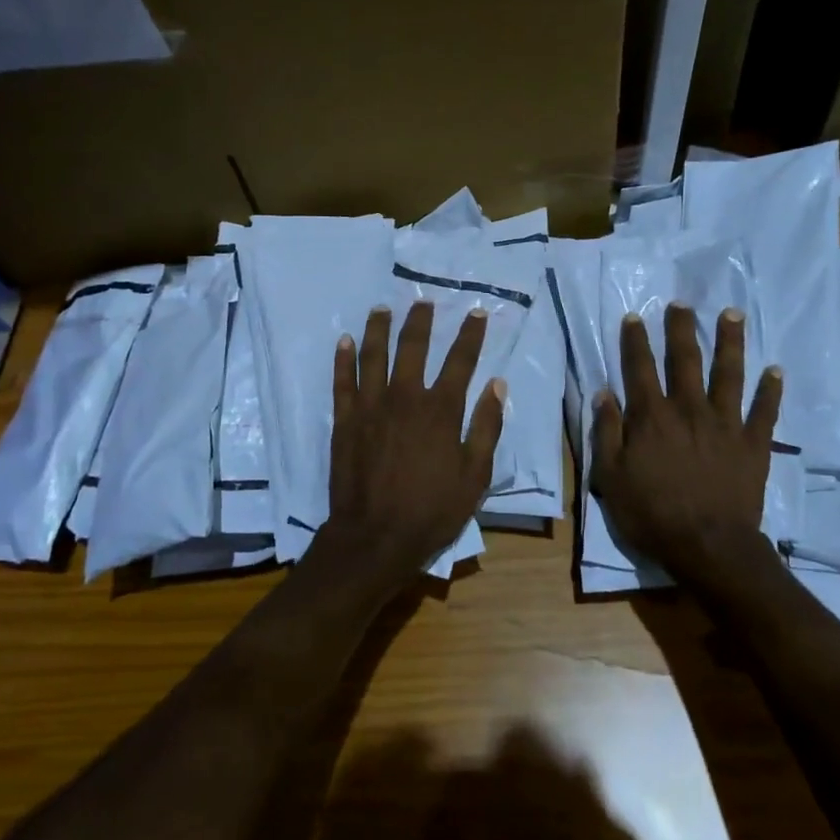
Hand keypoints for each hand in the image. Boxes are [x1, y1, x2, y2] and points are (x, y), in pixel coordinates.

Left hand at [314, 300, 504, 592]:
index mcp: (441, 410)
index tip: (475, 313)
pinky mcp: (345, 420)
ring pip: (373, 355)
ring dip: (378, 328)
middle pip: (413, 347)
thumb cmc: (432, 510)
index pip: (460, 361)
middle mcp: (406, 397)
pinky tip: (344, 340)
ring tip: (382, 308)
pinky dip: (342, 359)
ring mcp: (371, 406)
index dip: (470, 335)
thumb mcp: (474, 476)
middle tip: (423, 301)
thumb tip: (497, 386)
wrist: (374, 538)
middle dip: (420, 321)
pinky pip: (342, 381)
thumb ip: (486, 428)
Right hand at [590, 303, 783, 581]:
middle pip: (685, 360)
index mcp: (652, 416)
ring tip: (732, 314)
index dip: (636, 341)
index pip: (640, 368)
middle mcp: (689, 409)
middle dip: (681, 329)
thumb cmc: (652, 513)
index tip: (635, 317)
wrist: (708, 546)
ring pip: (728, 374)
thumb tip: (604, 393)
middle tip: (682, 303)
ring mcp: (725, 424)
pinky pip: (764, 411)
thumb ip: (606, 432)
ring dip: (730, 342)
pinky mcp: (753, 443)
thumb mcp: (611, 476)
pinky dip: (771, 390)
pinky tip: (776, 370)